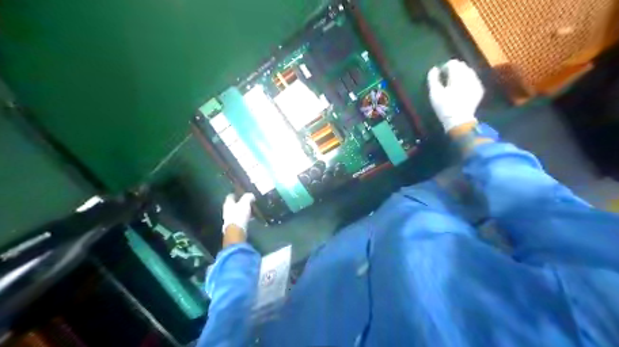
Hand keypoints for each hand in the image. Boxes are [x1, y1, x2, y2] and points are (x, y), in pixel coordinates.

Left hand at [222, 193, 255, 235]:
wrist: (236, 231)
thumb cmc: (239, 215)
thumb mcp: (245, 203)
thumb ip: (248, 197)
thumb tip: (251, 195)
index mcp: (228, 203)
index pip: (230, 195)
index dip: (237, 193)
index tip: (243, 193)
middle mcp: (227, 210)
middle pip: (234, 204)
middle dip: (241, 202)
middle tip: (249, 201)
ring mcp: (230, 218)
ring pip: (237, 211)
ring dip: (243, 210)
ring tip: (252, 209)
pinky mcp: (234, 225)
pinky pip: (240, 218)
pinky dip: (245, 217)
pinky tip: (251, 217)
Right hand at [429, 58, 485, 130]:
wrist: (459, 120)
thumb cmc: (444, 107)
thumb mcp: (434, 93)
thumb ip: (432, 79)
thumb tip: (434, 69)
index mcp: (458, 75)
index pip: (452, 63)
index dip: (444, 67)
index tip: (440, 75)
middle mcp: (469, 75)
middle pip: (462, 65)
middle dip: (454, 70)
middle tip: (446, 79)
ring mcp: (476, 82)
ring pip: (469, 72)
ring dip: (461, 75)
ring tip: (453, 84)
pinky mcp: (479, 90)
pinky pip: (473, 80)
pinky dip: (467, 81)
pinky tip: (462, 90)